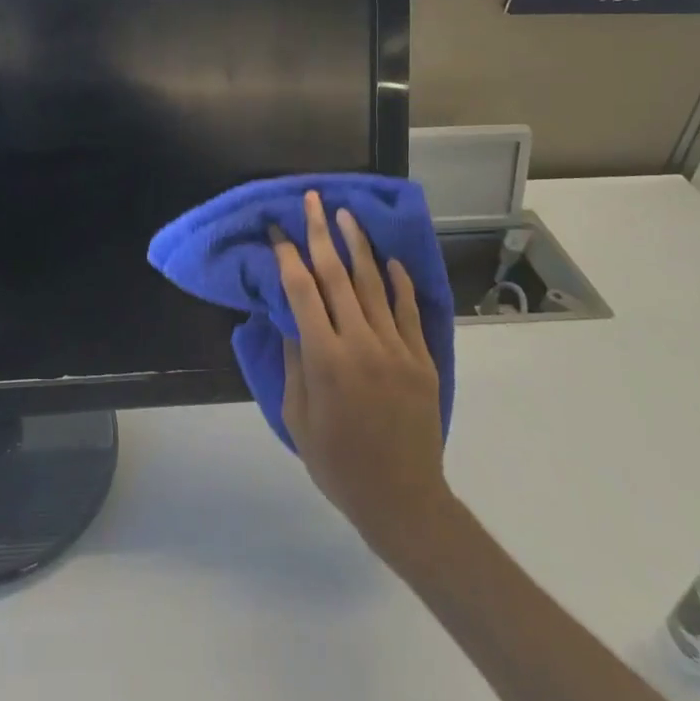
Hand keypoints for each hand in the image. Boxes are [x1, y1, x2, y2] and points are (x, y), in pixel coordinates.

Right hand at [273, 191, 452, 564]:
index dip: (287, 255)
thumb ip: (293, 361)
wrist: (402, 499)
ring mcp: (397, 349)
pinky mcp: (422, 359)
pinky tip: (389, 260)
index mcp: (325, 359)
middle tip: (313, 200)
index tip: (277, 230)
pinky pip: (409, 310)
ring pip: (374, 284)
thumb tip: (288, 316)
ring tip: (347, 215)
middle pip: (337, 275)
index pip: (301, 290)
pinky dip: (399, 282)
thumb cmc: (337, 462)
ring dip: (358, 246)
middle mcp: (361, 343)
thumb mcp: (297, 415)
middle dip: (320, 233)